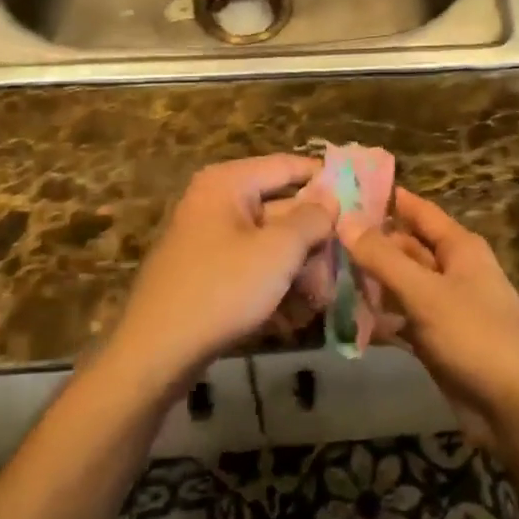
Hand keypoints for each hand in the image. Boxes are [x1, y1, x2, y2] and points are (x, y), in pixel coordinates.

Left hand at [107, 155, 336, 389]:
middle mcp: (217, 202)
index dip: (327, 180)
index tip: (363, 199)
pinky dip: (274, 284)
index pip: (289, 166)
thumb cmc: (221, 289)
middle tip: (347, 261)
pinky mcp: (207, 273)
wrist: (156, 352)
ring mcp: (209, 239)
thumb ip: (311, 219)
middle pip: (281, 208)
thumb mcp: (277, 251)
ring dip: (300, 267)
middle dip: (315, 238)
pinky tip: (297, 313)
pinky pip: (251, 267)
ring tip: (324, 297)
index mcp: (229, 183)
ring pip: (269, 243)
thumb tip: (330, 199)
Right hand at [342, 188, 518, 439]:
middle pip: (405, 248)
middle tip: (319, 239)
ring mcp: (443, 307)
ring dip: (368, 284)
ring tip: (322, 276)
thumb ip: (383, 258)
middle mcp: (452, 271)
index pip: (418, 211)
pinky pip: (401, 321)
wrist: (515, 408)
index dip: (386, 198)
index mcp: (459, 248)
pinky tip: (343, 321)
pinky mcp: (436, 341)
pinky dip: (378, 320)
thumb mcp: (425, 292)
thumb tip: (344, 219)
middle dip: (368, 245)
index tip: (345, 188)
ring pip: (399, 285)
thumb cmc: (475, 336)